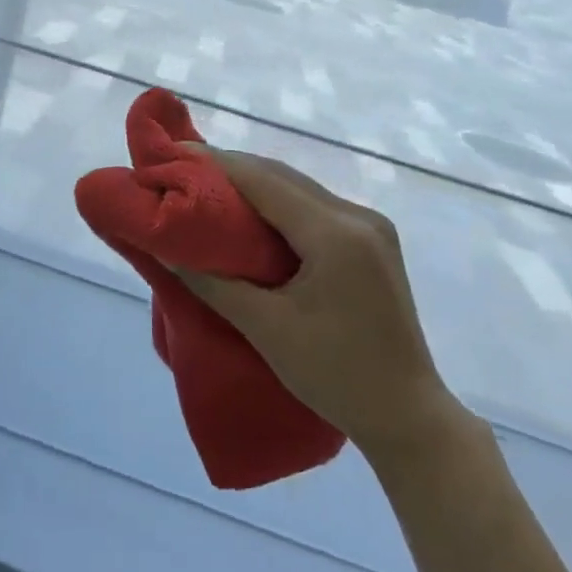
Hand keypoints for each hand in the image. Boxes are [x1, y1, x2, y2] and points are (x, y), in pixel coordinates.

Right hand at [175, 149, 472, 466]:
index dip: (215, 164)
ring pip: (299, 190)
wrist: (407, 416)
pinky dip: (277, 206)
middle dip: (230, 170)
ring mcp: (370, 228)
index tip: (172, 155)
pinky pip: (314, 209)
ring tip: (206, 188)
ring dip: (253, 186)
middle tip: (181, 171)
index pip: (264, 180)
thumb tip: (163, 249)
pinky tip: (249, 215)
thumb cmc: (335, 375)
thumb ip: (212, 283)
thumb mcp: (266, 328)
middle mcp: (357, 217)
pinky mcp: (372, 243)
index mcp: (335, 233)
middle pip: (282, 177)